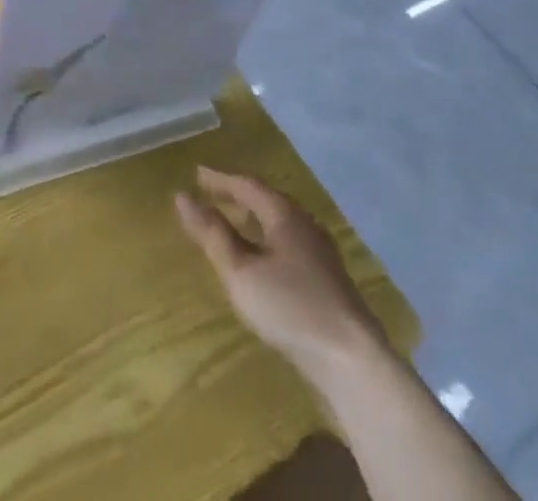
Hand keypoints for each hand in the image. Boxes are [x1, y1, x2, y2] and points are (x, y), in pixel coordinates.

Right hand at [174, 167, 384, 381]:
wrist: (354, 362)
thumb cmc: (291, 307)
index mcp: (284, 214)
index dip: (220, 179)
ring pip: (280, 224)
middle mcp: (305, 224)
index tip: (197, 174)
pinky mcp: (328, 280)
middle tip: (213, 194)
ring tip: (234, 223)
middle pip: (267, 201)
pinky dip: (268, 240)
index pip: (247, 185)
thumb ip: (212, 234)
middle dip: (238, 196)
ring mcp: (321, 253)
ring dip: (254, 219)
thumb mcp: (241, 271)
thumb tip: (182, 197)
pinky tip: (263, 261)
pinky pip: (290, 244)